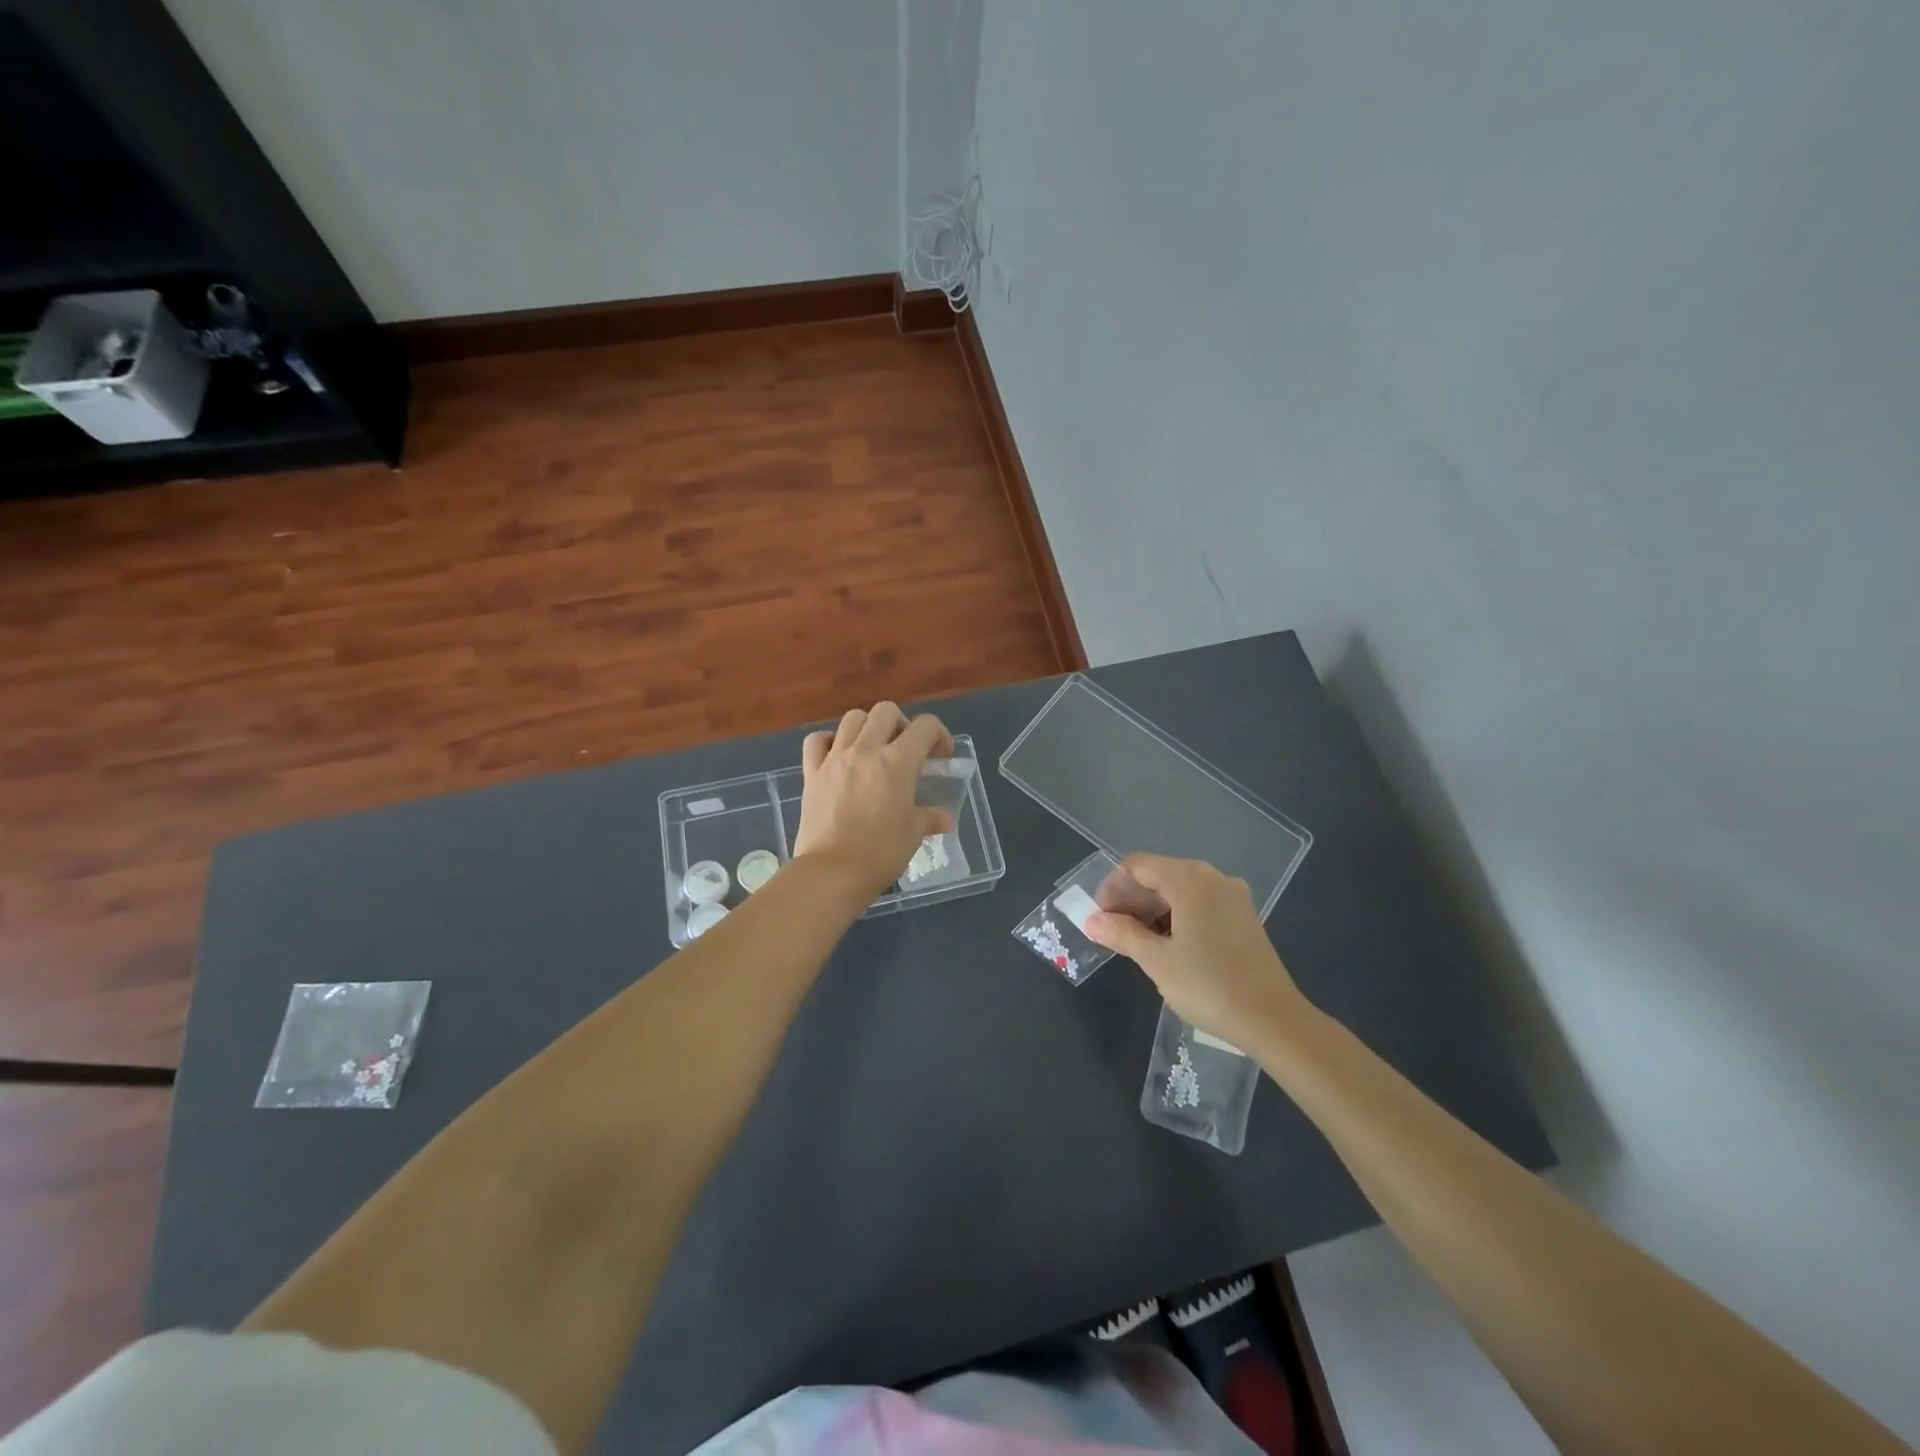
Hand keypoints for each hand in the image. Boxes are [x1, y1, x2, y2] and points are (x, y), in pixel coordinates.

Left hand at [791, 703, 955, 895]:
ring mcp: (835, 758)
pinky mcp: (811, 772)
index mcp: (898, 762)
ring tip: (872, 750)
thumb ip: (929, 818)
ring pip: (852, 718)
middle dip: (901, 724)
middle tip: (905, 750)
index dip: (939, 734)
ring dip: (867, 727)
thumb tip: (944, 818)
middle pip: (886, 711)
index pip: (925, 726)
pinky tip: (837, 756)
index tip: (940, 756)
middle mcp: (866, 750)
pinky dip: (828, 741)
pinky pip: (816, 741)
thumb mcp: (913, 834)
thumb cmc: (880, 853)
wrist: (831, 872)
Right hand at [1083, 853, 1312, 1046]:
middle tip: (1114, 934)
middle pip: (1158, 874)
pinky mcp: (1242, 916)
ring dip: (1152, 909)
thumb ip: (1122, 934)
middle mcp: (1212, 877)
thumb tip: (1091, 920)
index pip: (1137, 865)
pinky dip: (1176, 916)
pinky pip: (1199, 902)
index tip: (1101, 920)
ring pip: (1178, 889)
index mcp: (1190, 880)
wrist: (1273, 1020)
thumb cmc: (1209, 986)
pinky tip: (1168, 946)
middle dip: (1131, 899)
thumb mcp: (1157, 961)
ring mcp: (1232, 896)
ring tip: (1137, 943)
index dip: (1112, 888)